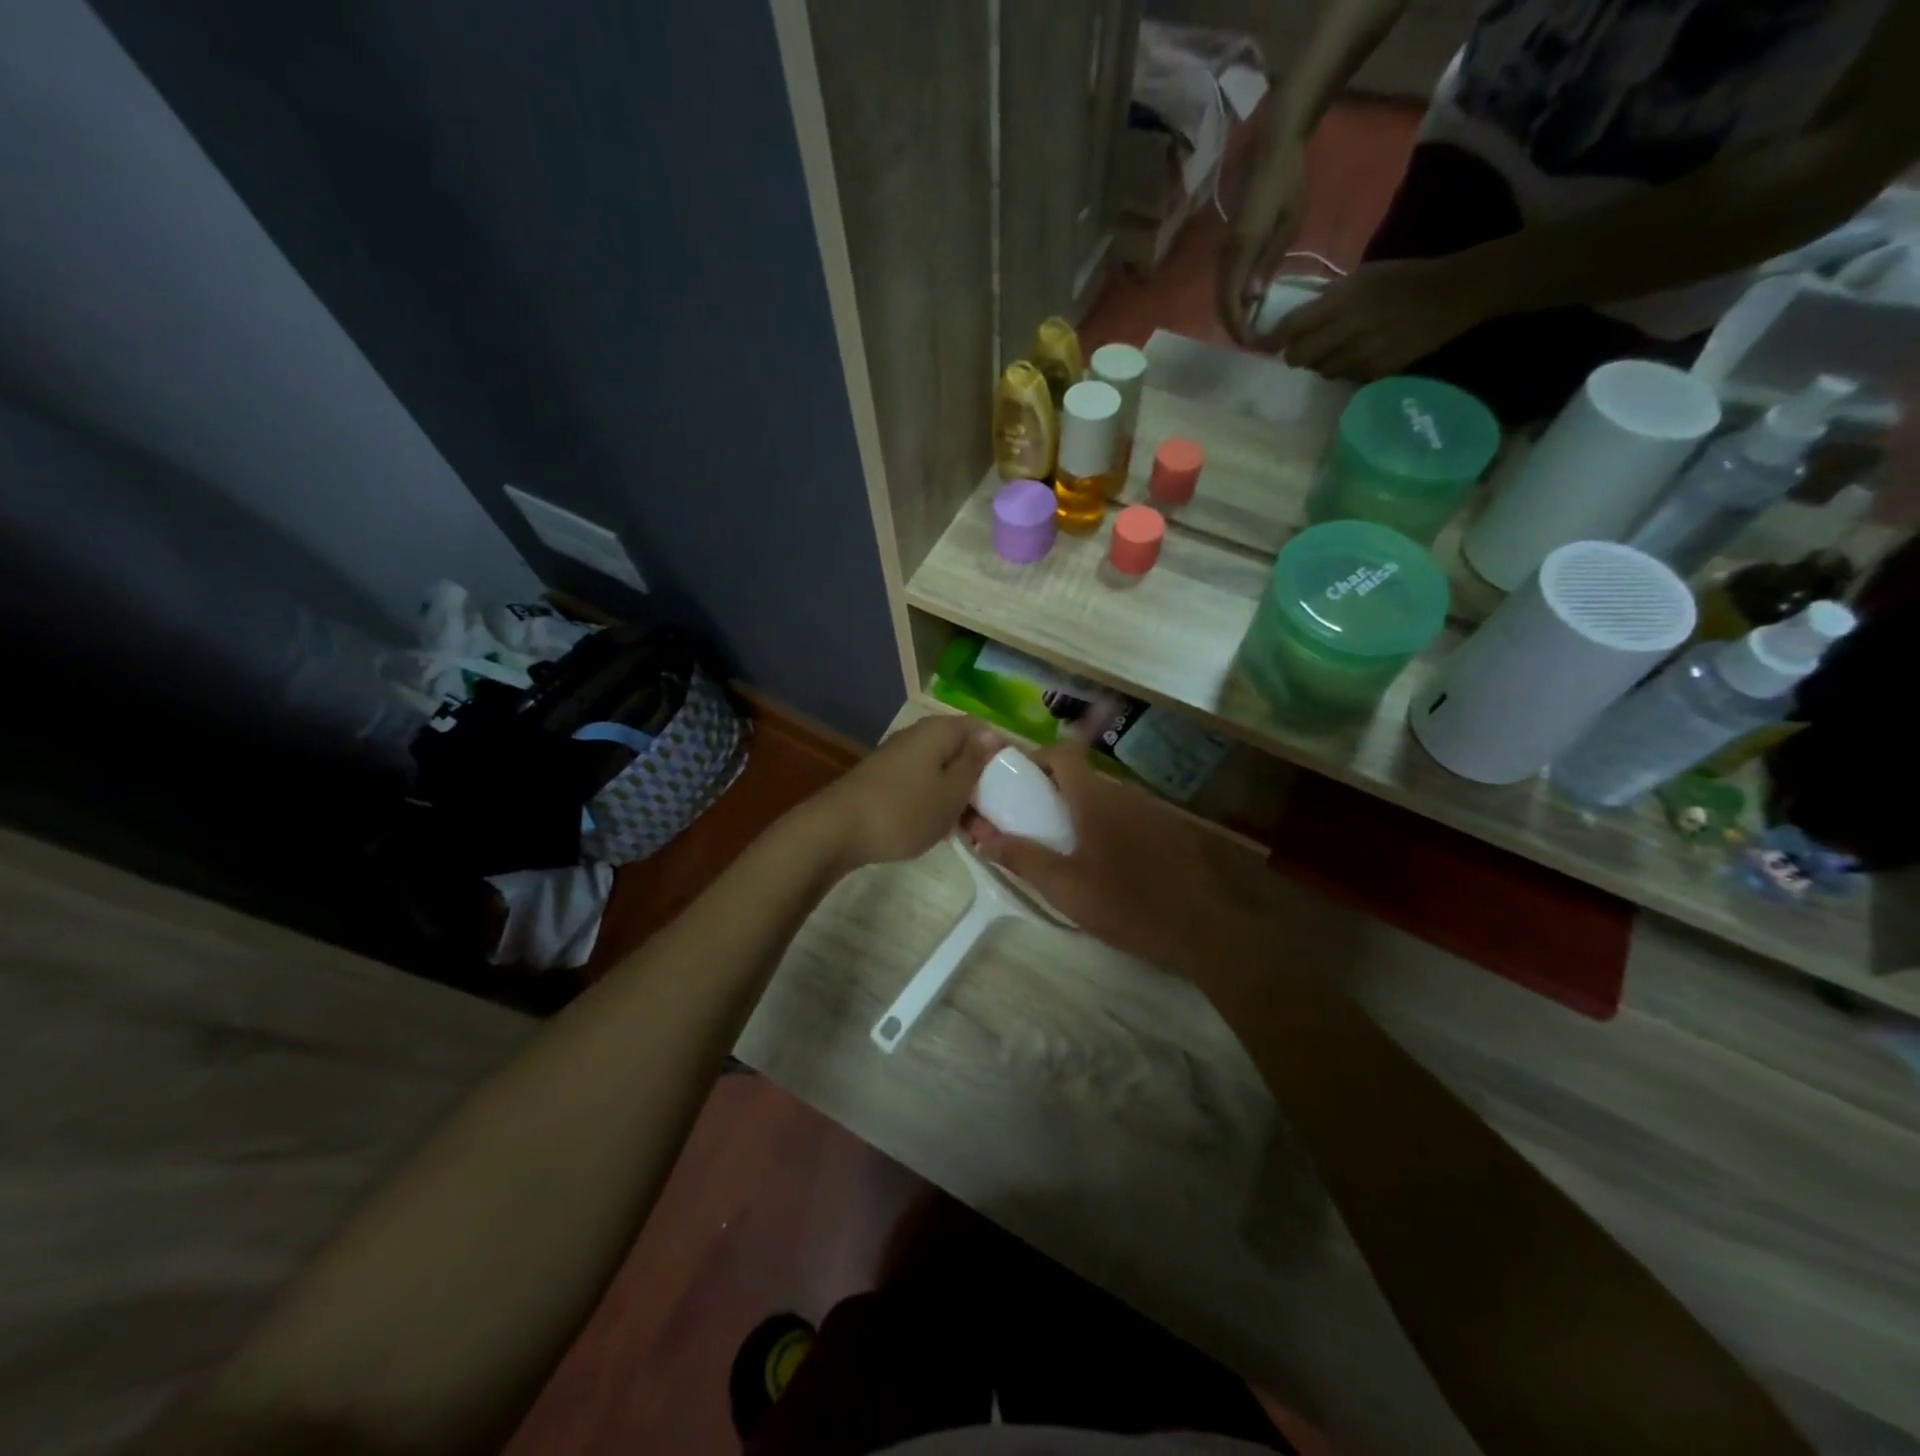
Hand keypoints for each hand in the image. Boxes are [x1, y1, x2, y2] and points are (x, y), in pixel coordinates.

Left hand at [811, 715, 1002, 872]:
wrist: (836, 831)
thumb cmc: (904, 811)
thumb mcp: (951, 791)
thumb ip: (975, 762)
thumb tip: (994, 734)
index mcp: (939, 731)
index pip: (983, 729)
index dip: (1004, 753)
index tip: (1019, 784)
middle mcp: (919, 736)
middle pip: (963, 750)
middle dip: (982, 780)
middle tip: (998, 814)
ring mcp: (900, 757)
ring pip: (944, 771)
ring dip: (961, 796)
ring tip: (975, 829)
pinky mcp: (886, 779)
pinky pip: (925, 784)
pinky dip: (938, 801)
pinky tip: (944, 828)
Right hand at [962, 743, 1265, 976]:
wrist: (1206, 929)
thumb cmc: (1127, 904)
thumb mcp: (1064, 887)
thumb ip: (1021, 857)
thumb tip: (980, 834)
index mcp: (1095, 798)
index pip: (1063, 752)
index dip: (1038, 759)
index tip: (1019, 784)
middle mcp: (1124, 793)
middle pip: (1083, 777)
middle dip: (1056, 793)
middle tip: (1037, 825)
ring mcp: (1153, 810)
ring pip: (1107, 799)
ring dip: (1084, 813)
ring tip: (1071, 850)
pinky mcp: (1171, 831)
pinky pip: (1130, 816)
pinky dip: (1112, 828)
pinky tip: (1113, 865)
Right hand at [1218, 129, 1309, 345]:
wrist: (1272, 147)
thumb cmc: (1288, 181)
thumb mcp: (1289, 223)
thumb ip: (1269, 261)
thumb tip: (1252, 297)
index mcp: (1240, 251)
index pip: (1231, 302)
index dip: (1240, 327)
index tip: (1255, 344)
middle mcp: (1225, 255)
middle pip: (1222, 304)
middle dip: (1236, 327)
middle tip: (1257, 342)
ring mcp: (1223, 252)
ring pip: (1221, 296)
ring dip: (1234, 316)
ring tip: (1254, 328)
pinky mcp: (1227, 248)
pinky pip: (1226, 283)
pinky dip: (1235, 300)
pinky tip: (1251, 305)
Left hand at [1268, 258, 1492, 378]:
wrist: (1453, 294)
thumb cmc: (1404, 278)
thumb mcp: (1362, 276)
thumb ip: (1327, 298)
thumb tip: (1293, 318)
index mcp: (1341, 301)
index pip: (1289, 328)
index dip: (1279, 336)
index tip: (1277, 337)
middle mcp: (1346, 330)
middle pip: (1297, 357)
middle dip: (1296, 353)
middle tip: (1306, 347)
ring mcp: (1360, 354)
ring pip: (1319, 371)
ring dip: (1322, 363)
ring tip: (1338, 348)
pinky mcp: (1375, 372)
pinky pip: (1344, 377)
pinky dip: (1345, 369)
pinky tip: (1360, 354)